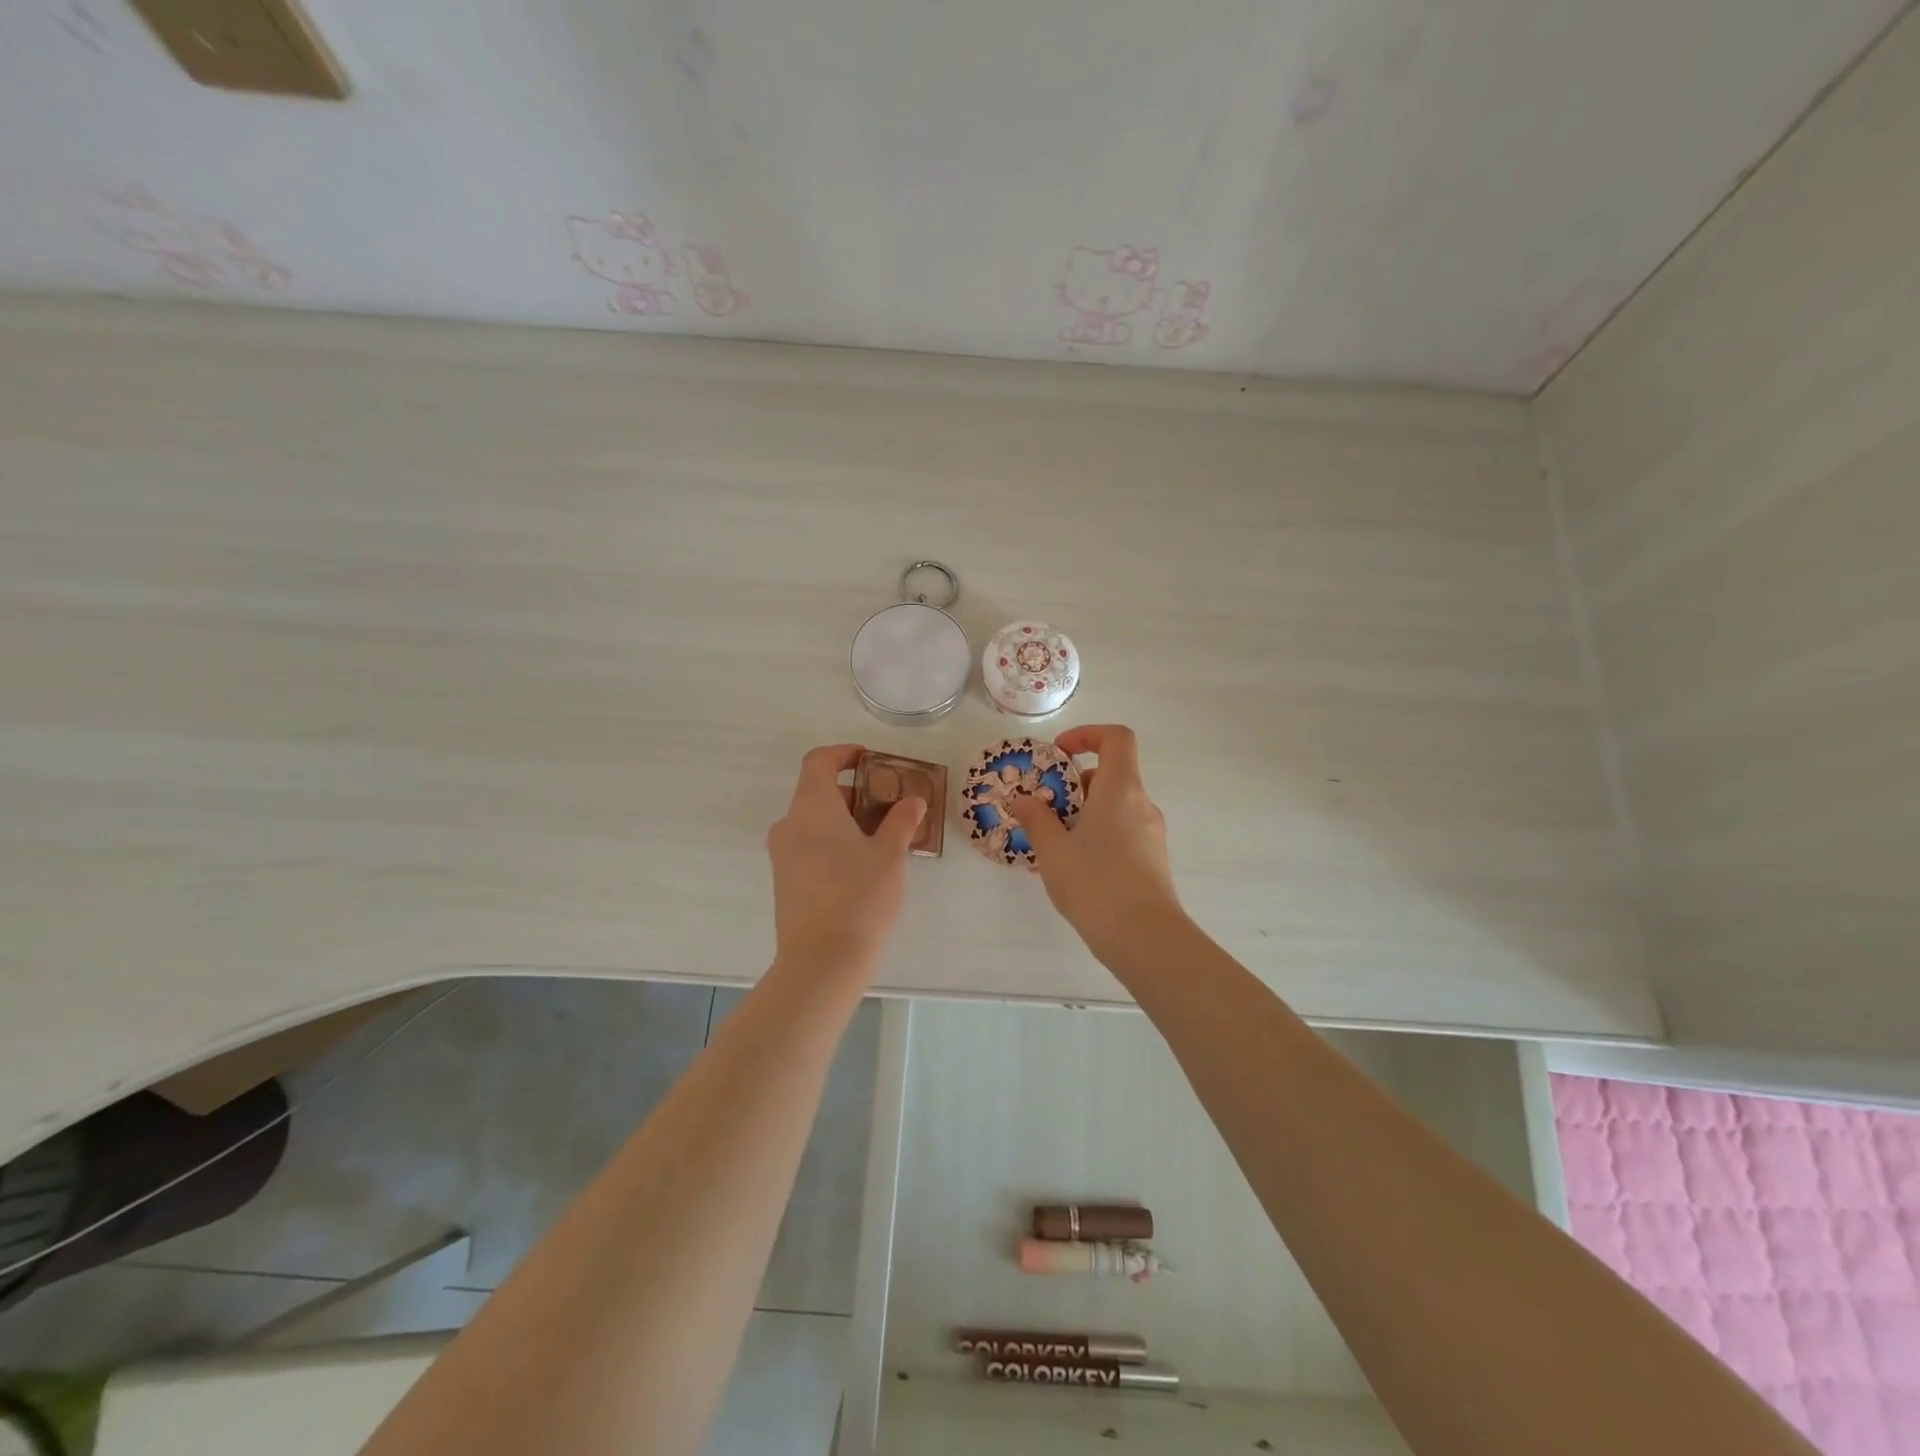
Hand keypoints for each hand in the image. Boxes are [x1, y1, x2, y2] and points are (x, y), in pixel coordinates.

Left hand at [766, 744, 925, 979]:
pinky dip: (832, 841)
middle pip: (817, 792)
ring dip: (844, 819)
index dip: (843, 753)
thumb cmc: (859, 898)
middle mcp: (790, 824)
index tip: (869, 758)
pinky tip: (861, 865)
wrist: (821, 962)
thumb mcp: (890, 855)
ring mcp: (782, 854)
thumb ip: (901, 821)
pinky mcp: (784, 880)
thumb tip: (913, 800)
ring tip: (881, 838)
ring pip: (813, 821)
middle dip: (853, 792)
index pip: (818, 761)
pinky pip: (808, 845)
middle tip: (888, 805)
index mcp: (812, 808)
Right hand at [1010, 725, 1184, 958]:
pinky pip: (1122, 831)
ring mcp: (1151, 833)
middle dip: (1074, 784)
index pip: (1117, 738)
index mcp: (1120, 790)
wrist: (1145, 939)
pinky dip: (1097, 834)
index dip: (1087, 735)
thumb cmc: (1096, 884)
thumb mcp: (1053, 850)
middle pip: (1111, 774)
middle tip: (1045, 808)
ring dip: (1084, 813)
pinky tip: (1074, 866)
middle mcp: (1141, 804)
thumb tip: (1021, 799)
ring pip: (1115, 806)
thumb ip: (1036, 818)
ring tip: (1053, 843)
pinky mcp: (1153, 859)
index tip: (1058, 755)